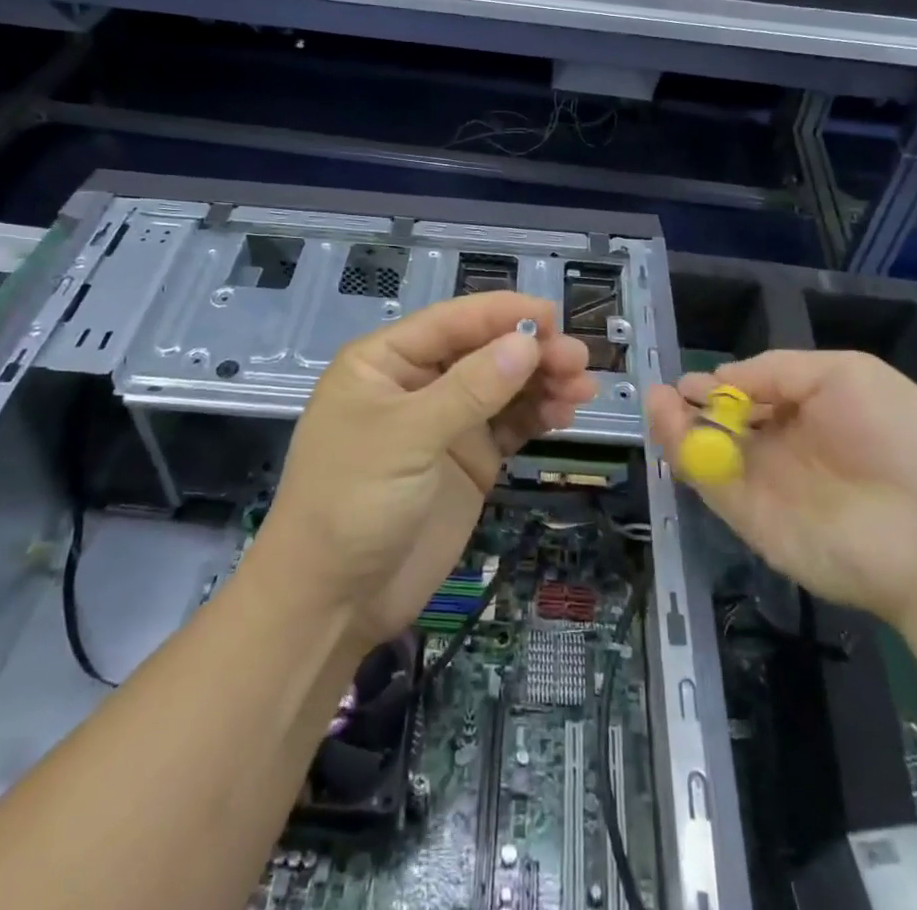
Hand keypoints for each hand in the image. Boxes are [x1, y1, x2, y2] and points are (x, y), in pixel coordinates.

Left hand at [259, 292, 594, 648]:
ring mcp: (445, 422)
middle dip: (531, 351)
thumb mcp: (407, 437)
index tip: (554, 316)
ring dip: (543, 381)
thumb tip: (527, 343)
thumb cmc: (352, 502)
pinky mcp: (468, 459)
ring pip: (503, 386)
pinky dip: (538, 415)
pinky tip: (565, 413)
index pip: (452, 321)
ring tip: (583, 388)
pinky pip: (510, 424)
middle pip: (484, 351)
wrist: (332, 602)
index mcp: (386, 361)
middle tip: (578, 360)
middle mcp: (418, 382)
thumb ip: (470, 389)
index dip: (503, 313)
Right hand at [647, 351, 916, 624]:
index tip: (693, 379)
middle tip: (664, 391)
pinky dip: (682, 453)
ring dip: (678, 425)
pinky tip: (666, 421)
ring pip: (712, 452)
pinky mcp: (752, 520)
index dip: (724, 384)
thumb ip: (777, 370)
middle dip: (694, 404)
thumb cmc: (898, 437)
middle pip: (728, 424)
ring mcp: (768, 486)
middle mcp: (788, 448)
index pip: (758, 396)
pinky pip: (709, 481)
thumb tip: (724, 377)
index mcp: (814, 412)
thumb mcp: (844, 373)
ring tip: (655, 399)